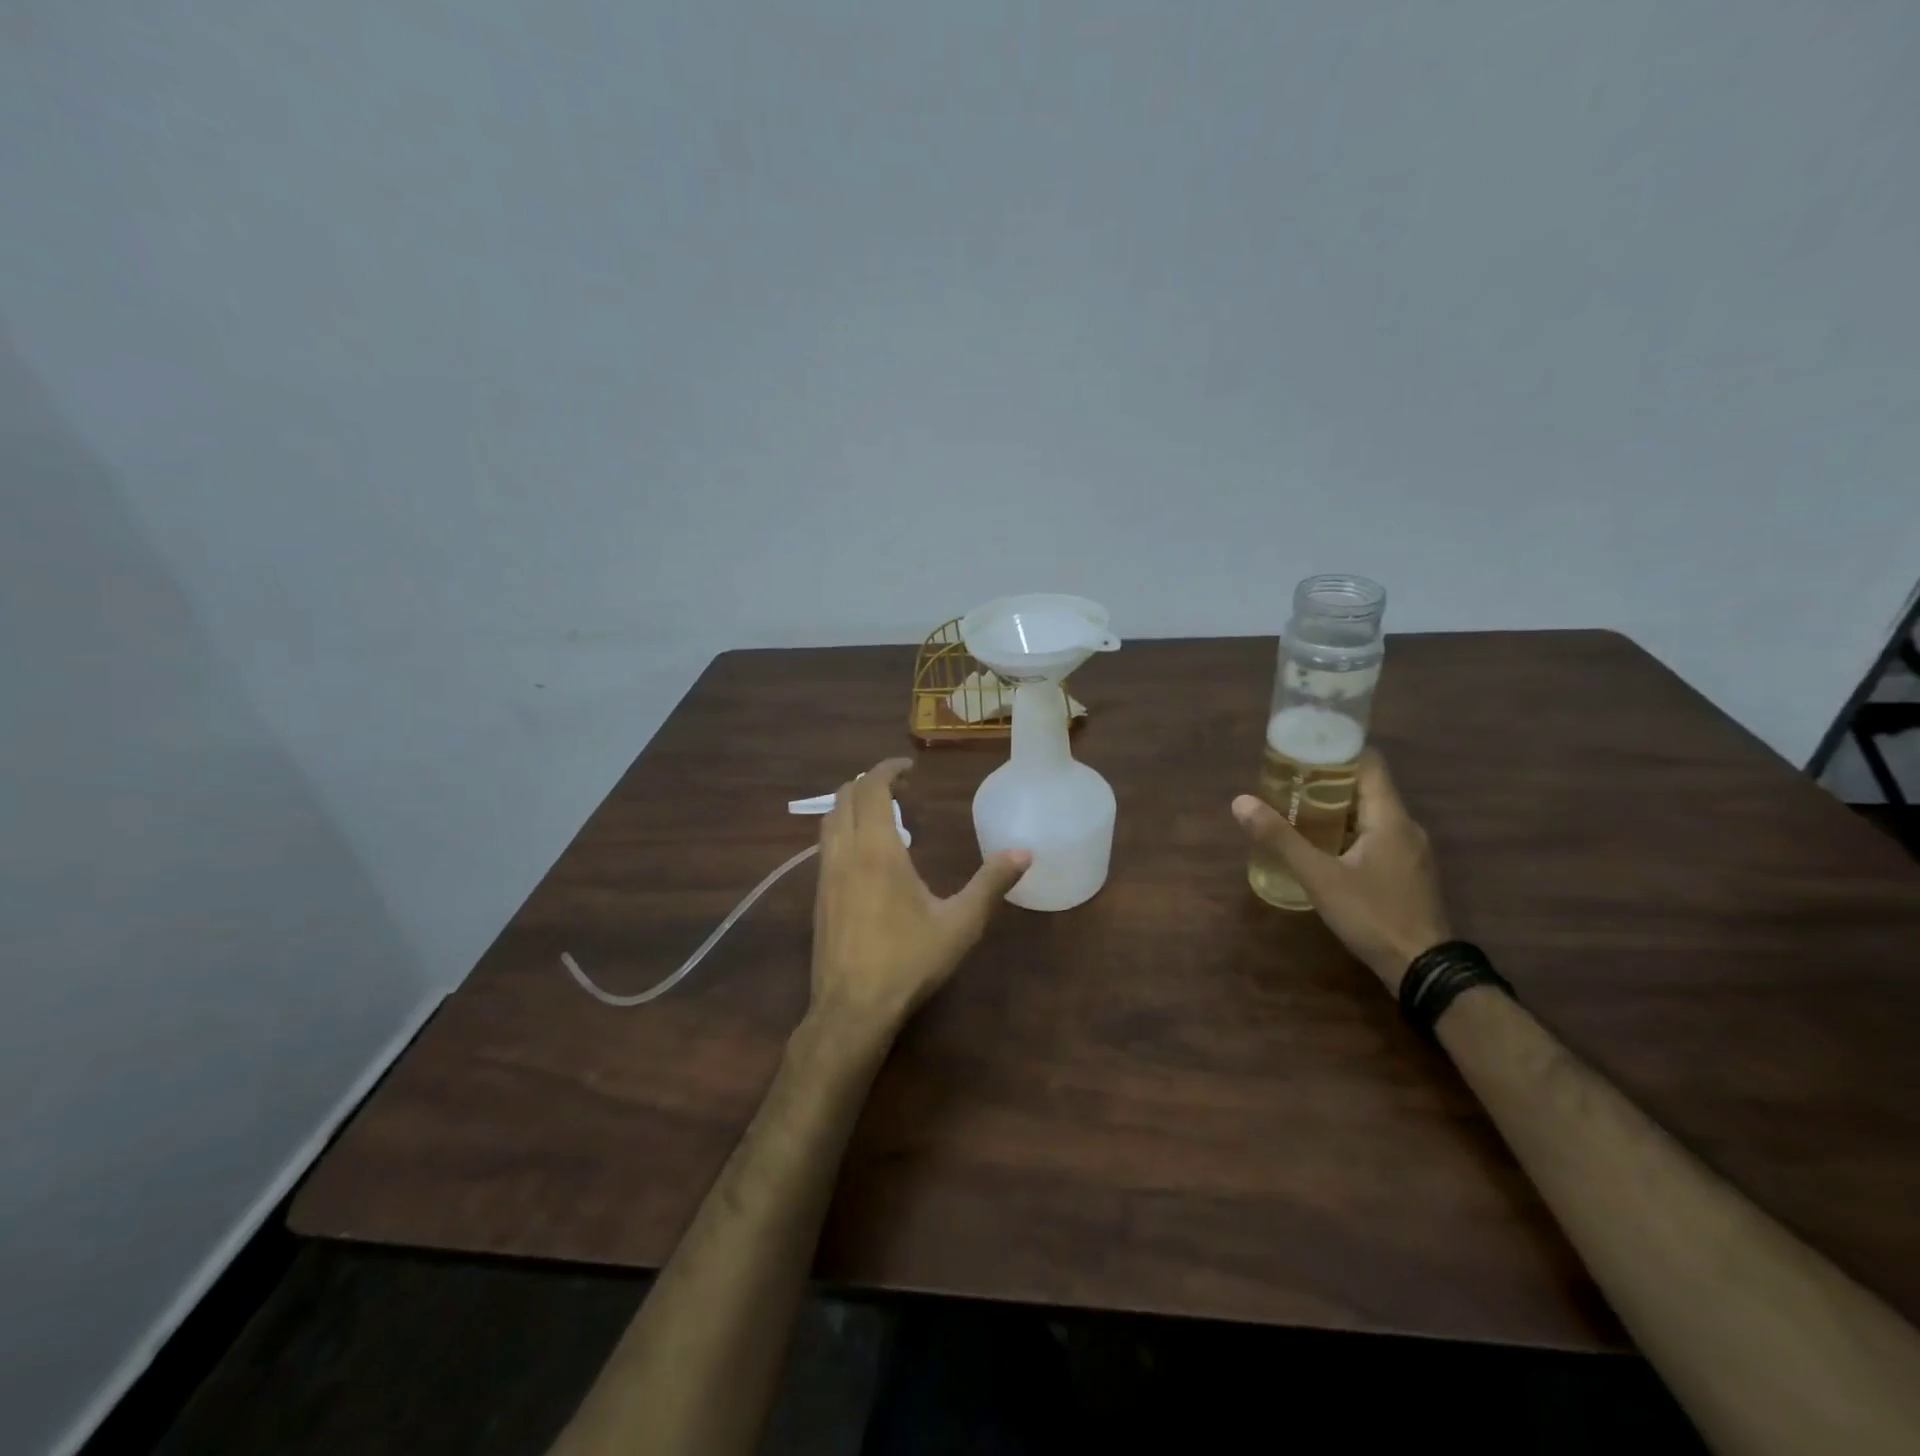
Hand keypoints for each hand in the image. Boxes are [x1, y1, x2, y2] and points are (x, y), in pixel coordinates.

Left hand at [809, 758, 1030, 1042]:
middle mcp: (845, 853)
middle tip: (900, 787)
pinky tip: (865, 853)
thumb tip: (1024, 852)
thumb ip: (991, 884)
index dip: (888, 769)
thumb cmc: (908, 962)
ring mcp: (825, 875)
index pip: (872, 789)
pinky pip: (826, 845)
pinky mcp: (818, 896)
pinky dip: (843, 829)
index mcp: (878, 850)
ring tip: (882, 812)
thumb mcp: (960, 924)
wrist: (852, 1009)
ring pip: (829, 821)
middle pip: (845, 797)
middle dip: (869, 782)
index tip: (910, 767)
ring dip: (851, 804)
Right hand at [1232, 749, 1449, 992]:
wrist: (1423, 969)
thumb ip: (1280, 839)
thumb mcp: (1319, 877)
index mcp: (1389, 817)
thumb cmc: (1372, 915)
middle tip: (1288, 782)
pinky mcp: (1407, 872)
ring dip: (1336, 809)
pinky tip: (1322, 847)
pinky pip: (1376, 836)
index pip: (1370, 763)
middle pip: (1367, 788)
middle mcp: (1405, 826)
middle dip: (1327, 781)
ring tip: (1297, 811)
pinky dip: (1348, 831)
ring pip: (1370, 814)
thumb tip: (1241, 802)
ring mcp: (1410, 851)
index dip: (1338, 750)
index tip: (1303, 749)